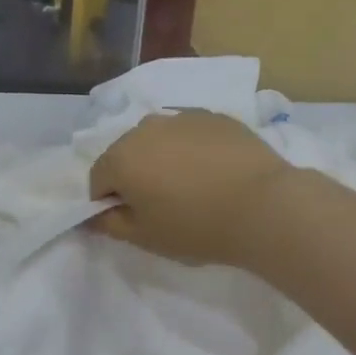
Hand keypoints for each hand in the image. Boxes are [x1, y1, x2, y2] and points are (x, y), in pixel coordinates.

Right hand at [88, 110, 291, 266]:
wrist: (264, 206)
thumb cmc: (197, 227)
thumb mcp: (146, 237)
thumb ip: (110, 224)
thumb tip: (91, 217)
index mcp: (121, 157)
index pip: (98, 179)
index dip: (109, 203)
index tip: (134, 221)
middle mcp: (146, 127)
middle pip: (127, 153)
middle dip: (135, 176)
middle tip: (162, 206)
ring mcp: (183, 117)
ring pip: (159, 140)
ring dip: (163, 159)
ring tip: (191, 187)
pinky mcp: (216, 116)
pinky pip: (190, 134)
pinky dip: (193, 150)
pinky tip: (215, 173)